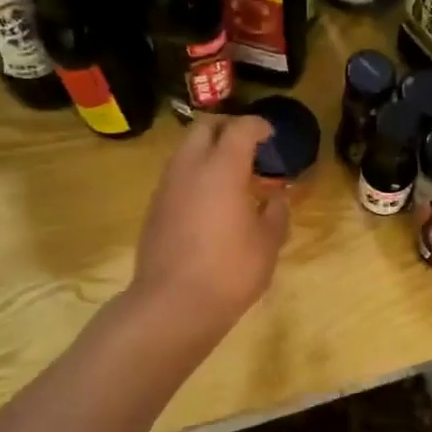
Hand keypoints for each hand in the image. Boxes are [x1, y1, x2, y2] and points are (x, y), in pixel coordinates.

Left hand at [130, 115, 289, 333]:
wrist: (173, 305)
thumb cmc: (230, 271)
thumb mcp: (267, 244)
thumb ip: (276, 214)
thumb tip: (277, 199)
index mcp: (222, 169)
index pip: (239, 129)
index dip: (257, 126)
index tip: (270, 134)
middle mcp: (189, 168)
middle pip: (204, 128)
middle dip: (227, 128)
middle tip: (248, 146)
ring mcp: (166, 187)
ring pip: (185, 151)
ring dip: (207, 152)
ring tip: (230, 175)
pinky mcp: (154, 208)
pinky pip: (176, 176)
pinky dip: (194, 175)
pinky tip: (210, 202)